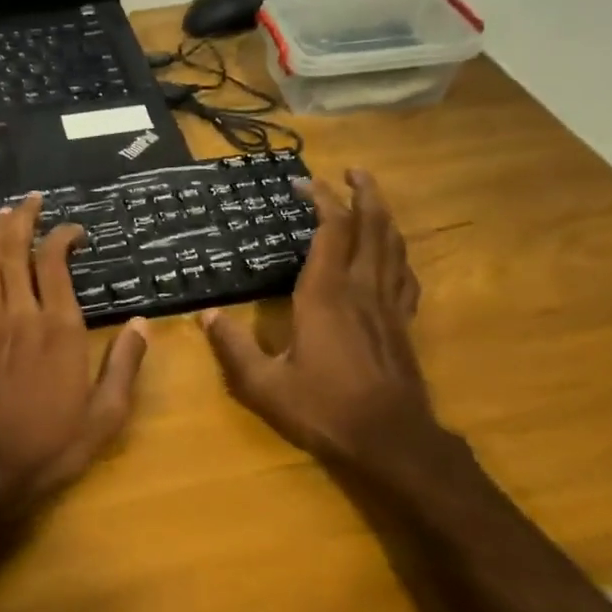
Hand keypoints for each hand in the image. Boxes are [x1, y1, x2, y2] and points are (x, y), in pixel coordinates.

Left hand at [0, 195, 149, 513]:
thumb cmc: (55, 446)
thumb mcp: (107, 414)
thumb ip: (124, 364)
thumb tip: (143, 324)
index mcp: (60, 330)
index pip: (56, 264)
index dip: (63, 236)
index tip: (76, 230)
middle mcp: (22, 318)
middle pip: (14, 253)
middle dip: (21, 220)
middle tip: (31, 199)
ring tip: (2, 215)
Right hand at [200, 170, 437, 471]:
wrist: (391, 441)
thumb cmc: (324, 409)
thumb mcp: (264, 385)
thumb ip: (233, 347)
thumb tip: (206, 315)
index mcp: (325, 296)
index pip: (330, 231)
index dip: (321, 200)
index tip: (302, 184)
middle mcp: (361, 289)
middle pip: (371, 226)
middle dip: (363, 192)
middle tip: (352, 170)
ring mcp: (388, 306)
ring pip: (393, 245)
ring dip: (383, 215)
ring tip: (372, 197)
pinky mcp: (403, 324)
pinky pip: (405, 275)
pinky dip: (398, 253)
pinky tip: (392, 254)